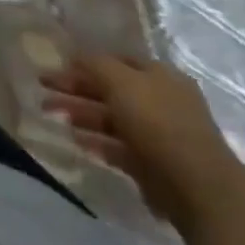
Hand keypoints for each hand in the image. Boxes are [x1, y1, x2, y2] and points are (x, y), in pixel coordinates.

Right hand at [41, 55, 244, 230]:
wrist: (200, 189)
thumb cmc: (159, 123)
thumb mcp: (120, 81)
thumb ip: (94, 64)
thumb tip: (74, 55)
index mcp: (159, 76)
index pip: (116, 60)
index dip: (85, 61)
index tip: (56, 66)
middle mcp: (160, 101)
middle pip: (110, 89)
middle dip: (76, 88)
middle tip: (43, 88)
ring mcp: (159, 135)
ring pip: (111, 118)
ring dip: (81, 114)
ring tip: (50, 113)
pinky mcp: (154, 166)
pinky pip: (118, 147)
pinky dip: (96, 142)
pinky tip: (74, 140)